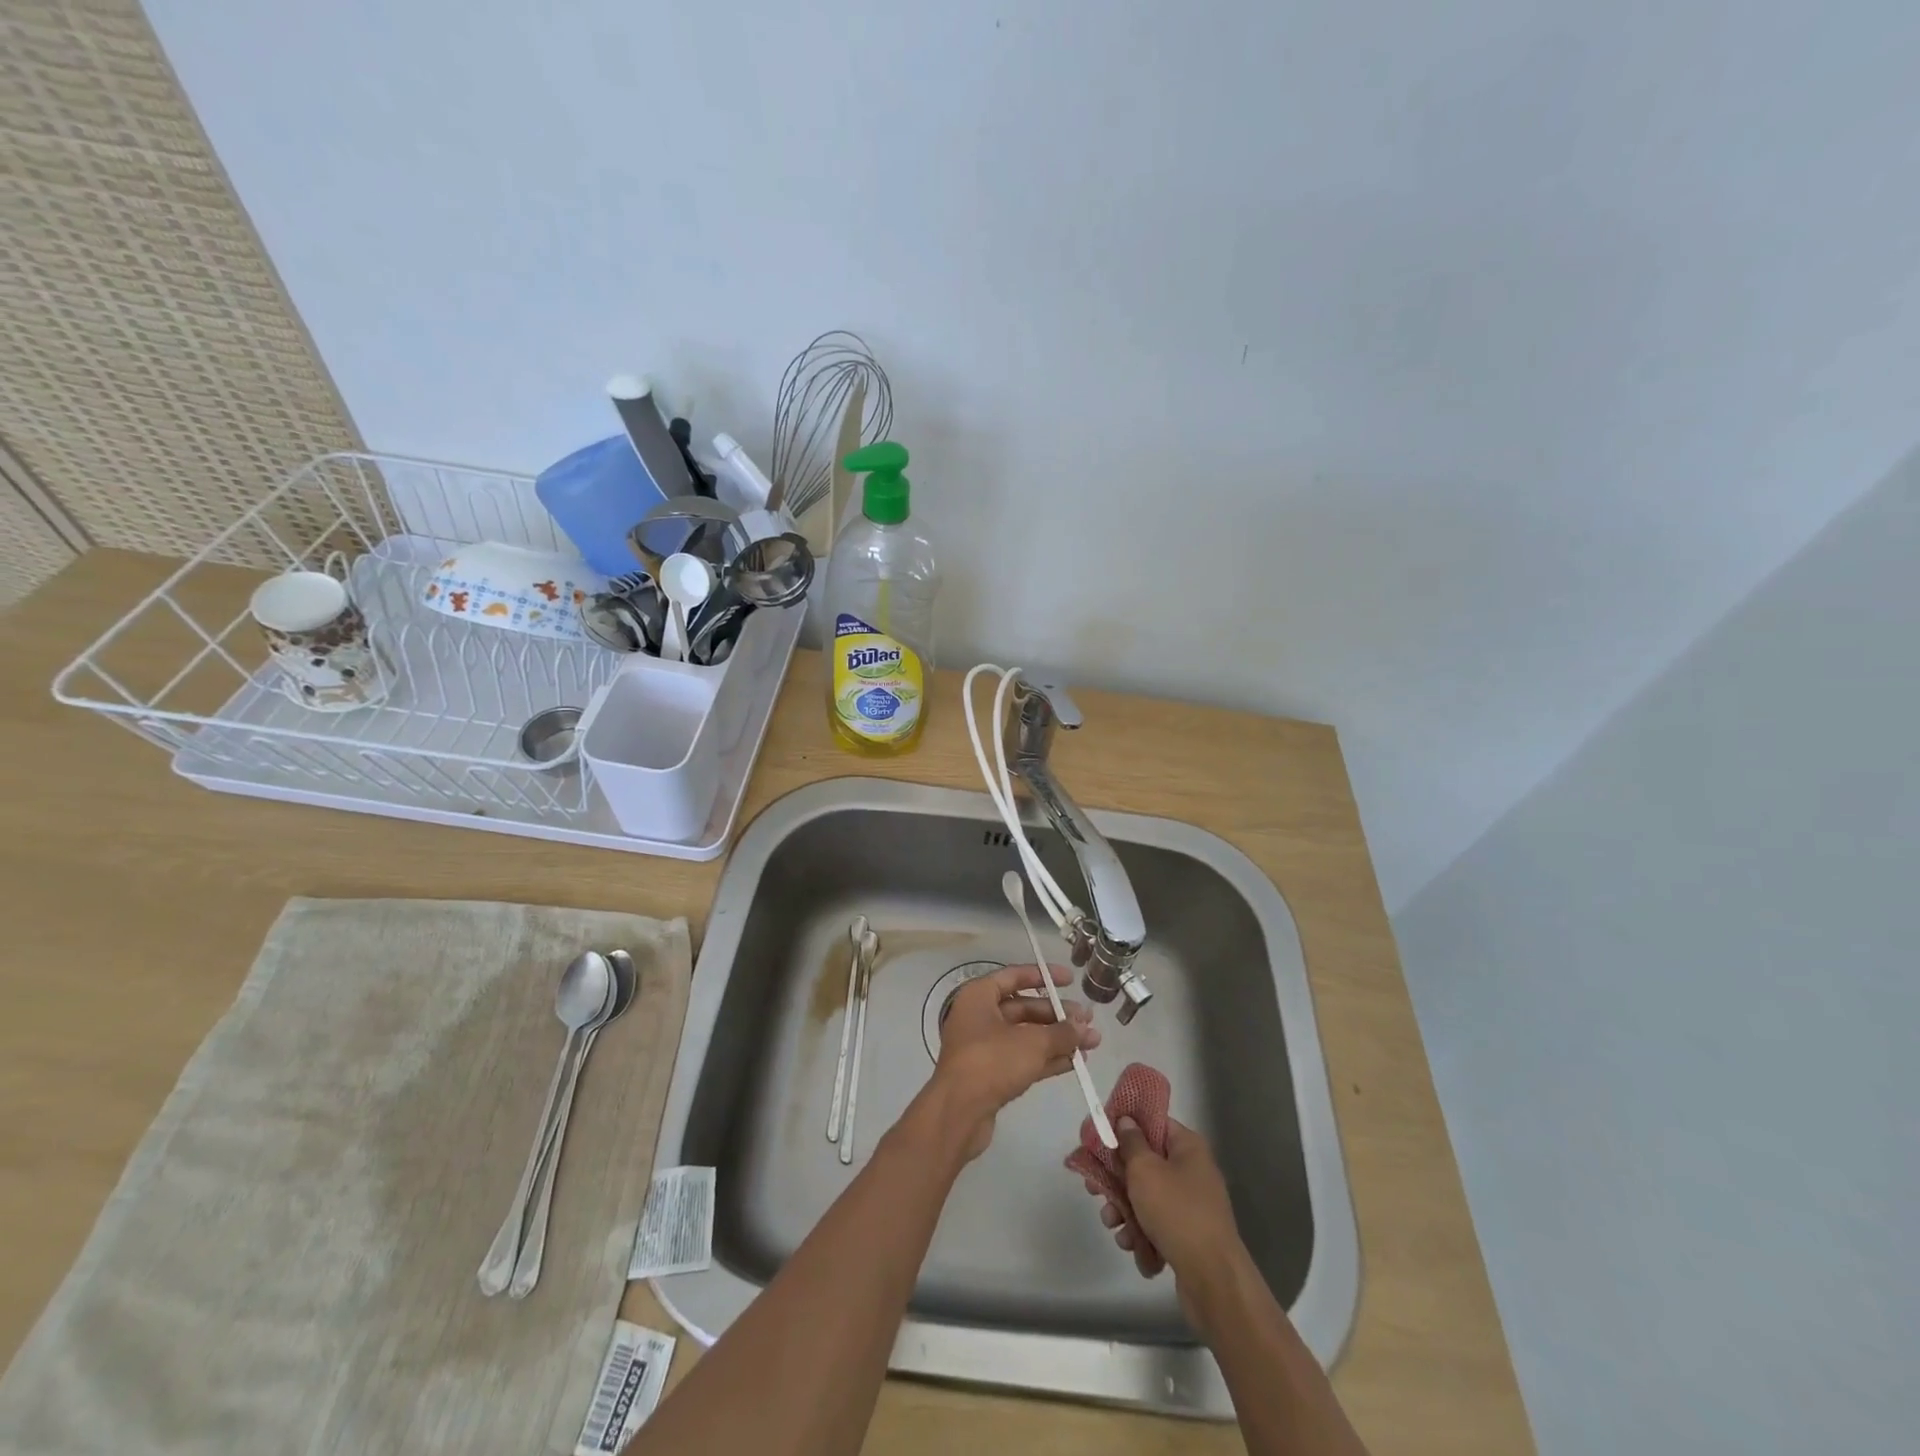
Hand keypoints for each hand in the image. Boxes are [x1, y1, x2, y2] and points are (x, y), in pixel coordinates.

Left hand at [927, 964, 1098, 1161]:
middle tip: (1088, 1020)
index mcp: (979, 996)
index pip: (1014, 976)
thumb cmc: (991, 1062)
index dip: (1043, 975)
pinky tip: (1075, 1063)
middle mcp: (979, 1017)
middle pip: (1024, 1008)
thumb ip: (1061, 1033)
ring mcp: (984, 1047)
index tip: (1070, 979)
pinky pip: (1023, 1059)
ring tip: (1091, 1042)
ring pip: (1026, 1036)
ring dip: (1058, 1039)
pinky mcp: (991, 1075)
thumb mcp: (1032, 1043)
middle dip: (1057, 1015)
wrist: (958, 1113)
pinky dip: (1047, 1059)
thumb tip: (1085, 1027)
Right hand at [1084, 1115, 1242, 1306]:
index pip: (1152, 1123)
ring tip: (1112, 1224)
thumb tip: (1127, 1120)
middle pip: (1145, 1163)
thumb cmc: (1176, 1212)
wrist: (1213, 1280)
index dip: (1124, 1127)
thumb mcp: (1145, 1170)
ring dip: (1125, 1210)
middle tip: (1093, 1188)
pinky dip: (1141, 1233)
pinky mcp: (1188, 1235)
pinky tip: (1131, 1246)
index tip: (1100, 1137)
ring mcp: (1191, 1205)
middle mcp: (1192, 1171)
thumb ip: (1130, 1142)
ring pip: (1147, 1197)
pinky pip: (1157, 1224)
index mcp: (1187, 1147)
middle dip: (1117, 1179)